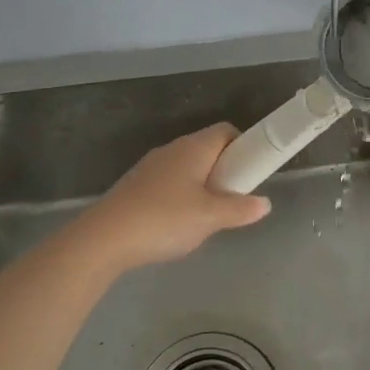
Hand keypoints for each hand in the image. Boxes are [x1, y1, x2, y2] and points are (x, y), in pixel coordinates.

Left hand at [90, 123, 271, 268]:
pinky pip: (168, 182)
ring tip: (206, 216)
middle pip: (207, 149)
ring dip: (202, 185)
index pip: (226, 131)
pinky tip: (177, 223)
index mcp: (194, 147)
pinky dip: (180, 196)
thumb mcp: (210, 218)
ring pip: (187, 167)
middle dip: (224, 170)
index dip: (243, 147)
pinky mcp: (135, 185)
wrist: (104, 238)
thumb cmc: (164, 219)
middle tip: (233, 199)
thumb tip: (264, 203)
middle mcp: (173, 149)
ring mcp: (151, 166)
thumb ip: (240, 209)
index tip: (251, 172)